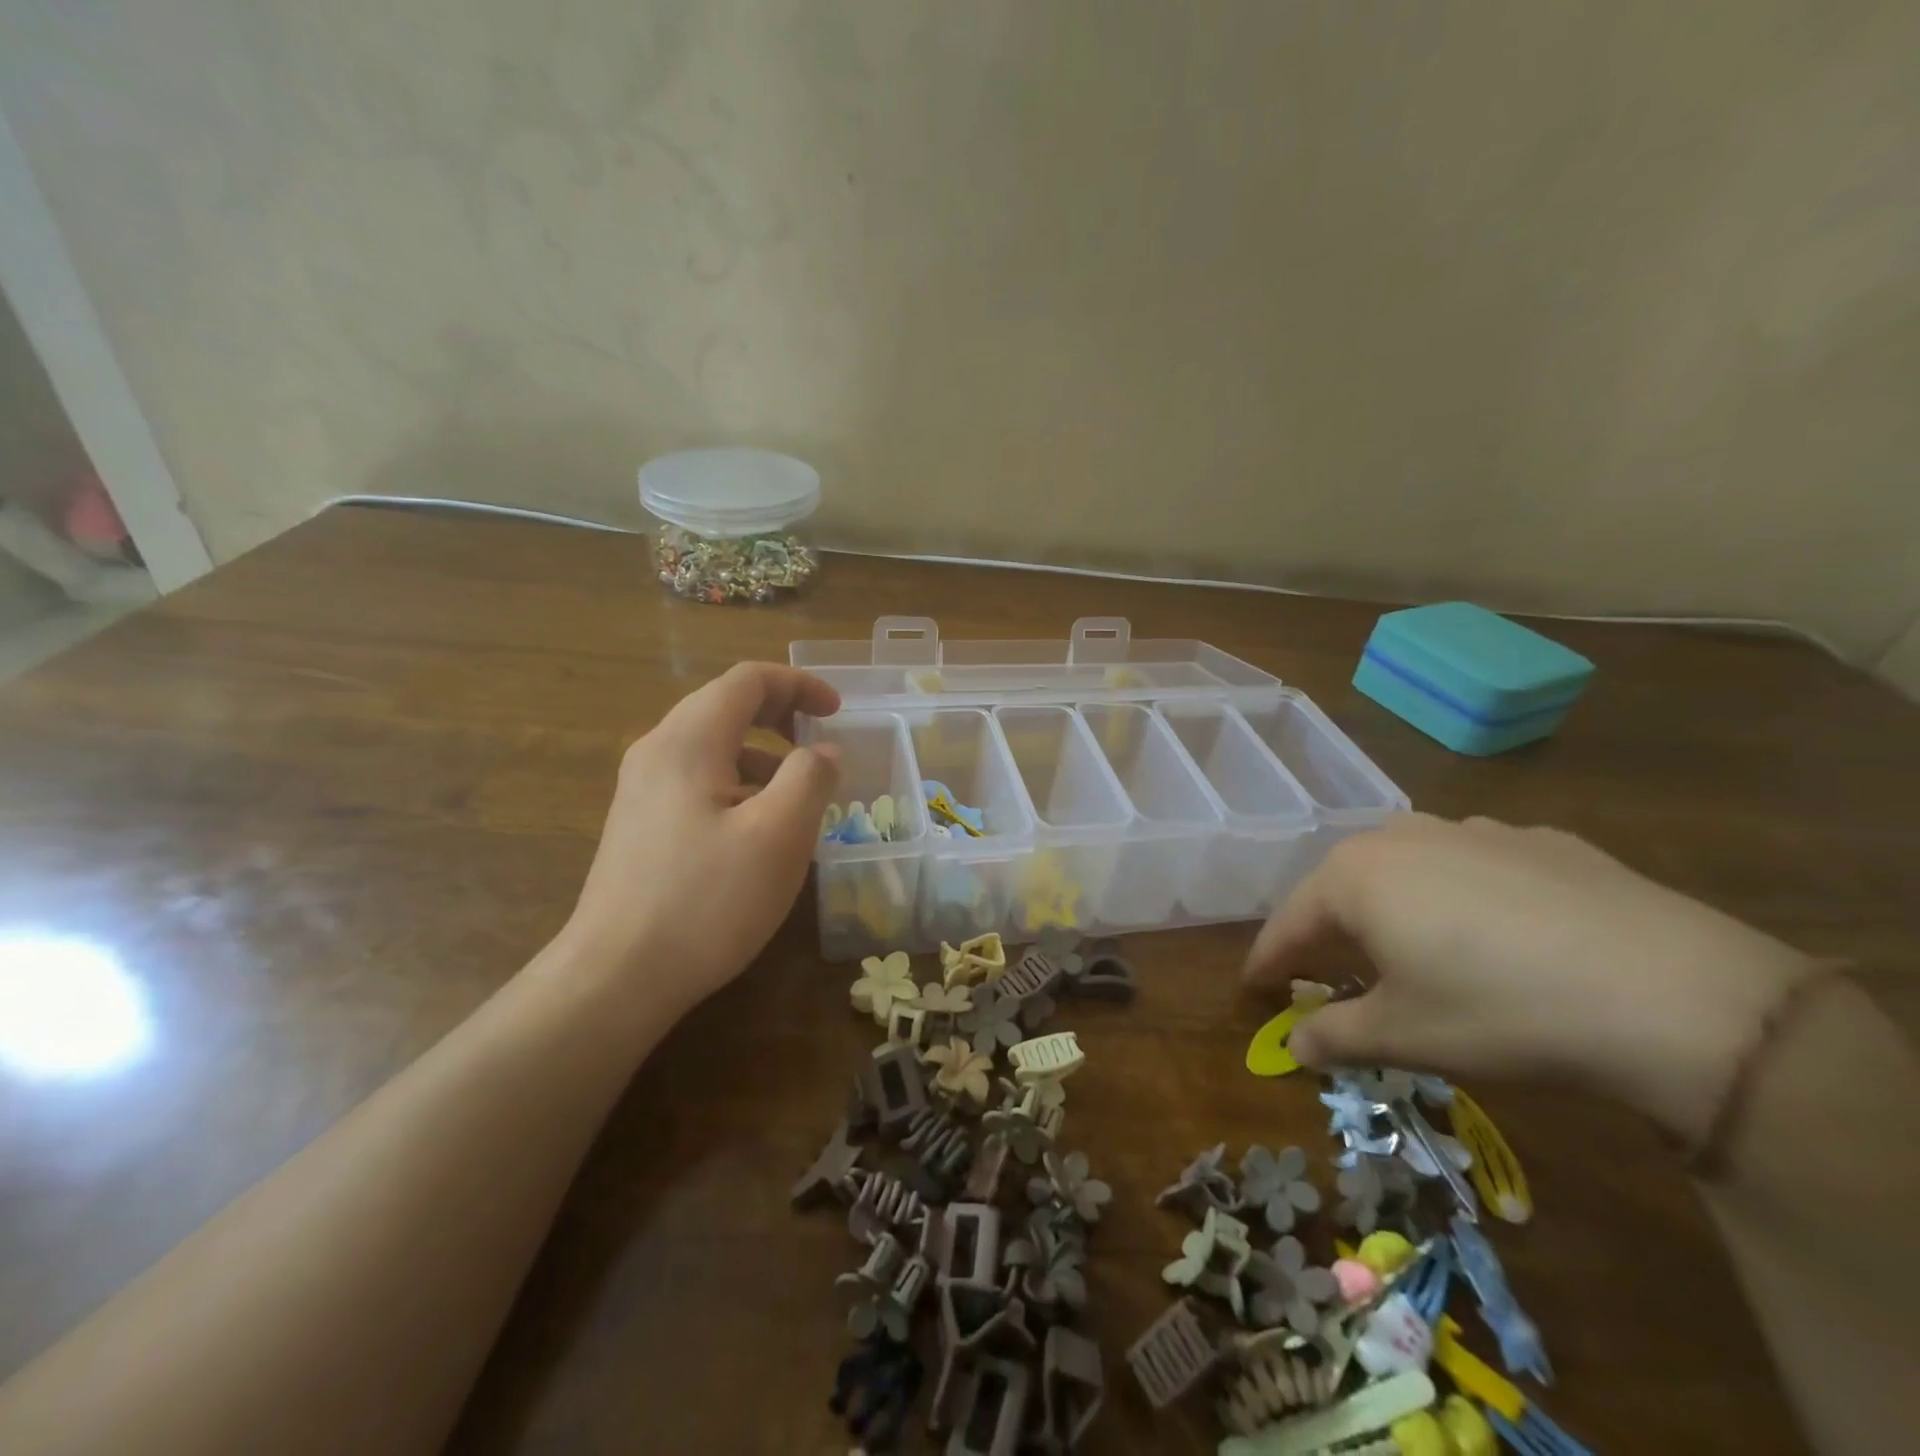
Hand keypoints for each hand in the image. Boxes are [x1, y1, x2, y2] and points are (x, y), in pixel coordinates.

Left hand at [565, 663, 841, 1015]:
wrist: (616, 977)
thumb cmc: (707, 900)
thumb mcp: (780, 835)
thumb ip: (810, 778)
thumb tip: (822, 752)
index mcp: (688, 741)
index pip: (747, 680)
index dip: (799, 685)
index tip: (837, 713)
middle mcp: (657, 752)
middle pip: (726, 706)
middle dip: (782, 716)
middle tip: (821, 745)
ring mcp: (641, 790)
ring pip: (713, 748)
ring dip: (763, 756)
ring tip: (798, 800)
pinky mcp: (640, 825)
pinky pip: (698, 782)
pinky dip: (739, 786)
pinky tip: (758, 835)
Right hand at [1243, 814, 1813, 1142]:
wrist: (1675, 994)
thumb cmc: (1501, 1012)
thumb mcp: (1405, 1036)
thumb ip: (1334, 1035)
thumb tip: (1293, 1045)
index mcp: (1356, 876)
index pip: (1290, 921)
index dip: (1268, 958)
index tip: (1253, 985)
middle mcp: (1402, 837)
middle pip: (1343, 885)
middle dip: (1328, 928)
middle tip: (1326, 969)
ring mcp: (1474, 829)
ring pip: (1408, 867)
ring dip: (1394, 905)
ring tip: (1409, 947)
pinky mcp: (1541, 839)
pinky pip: (1474, 864)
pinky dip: (1463, 894)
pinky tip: (1497, 931)